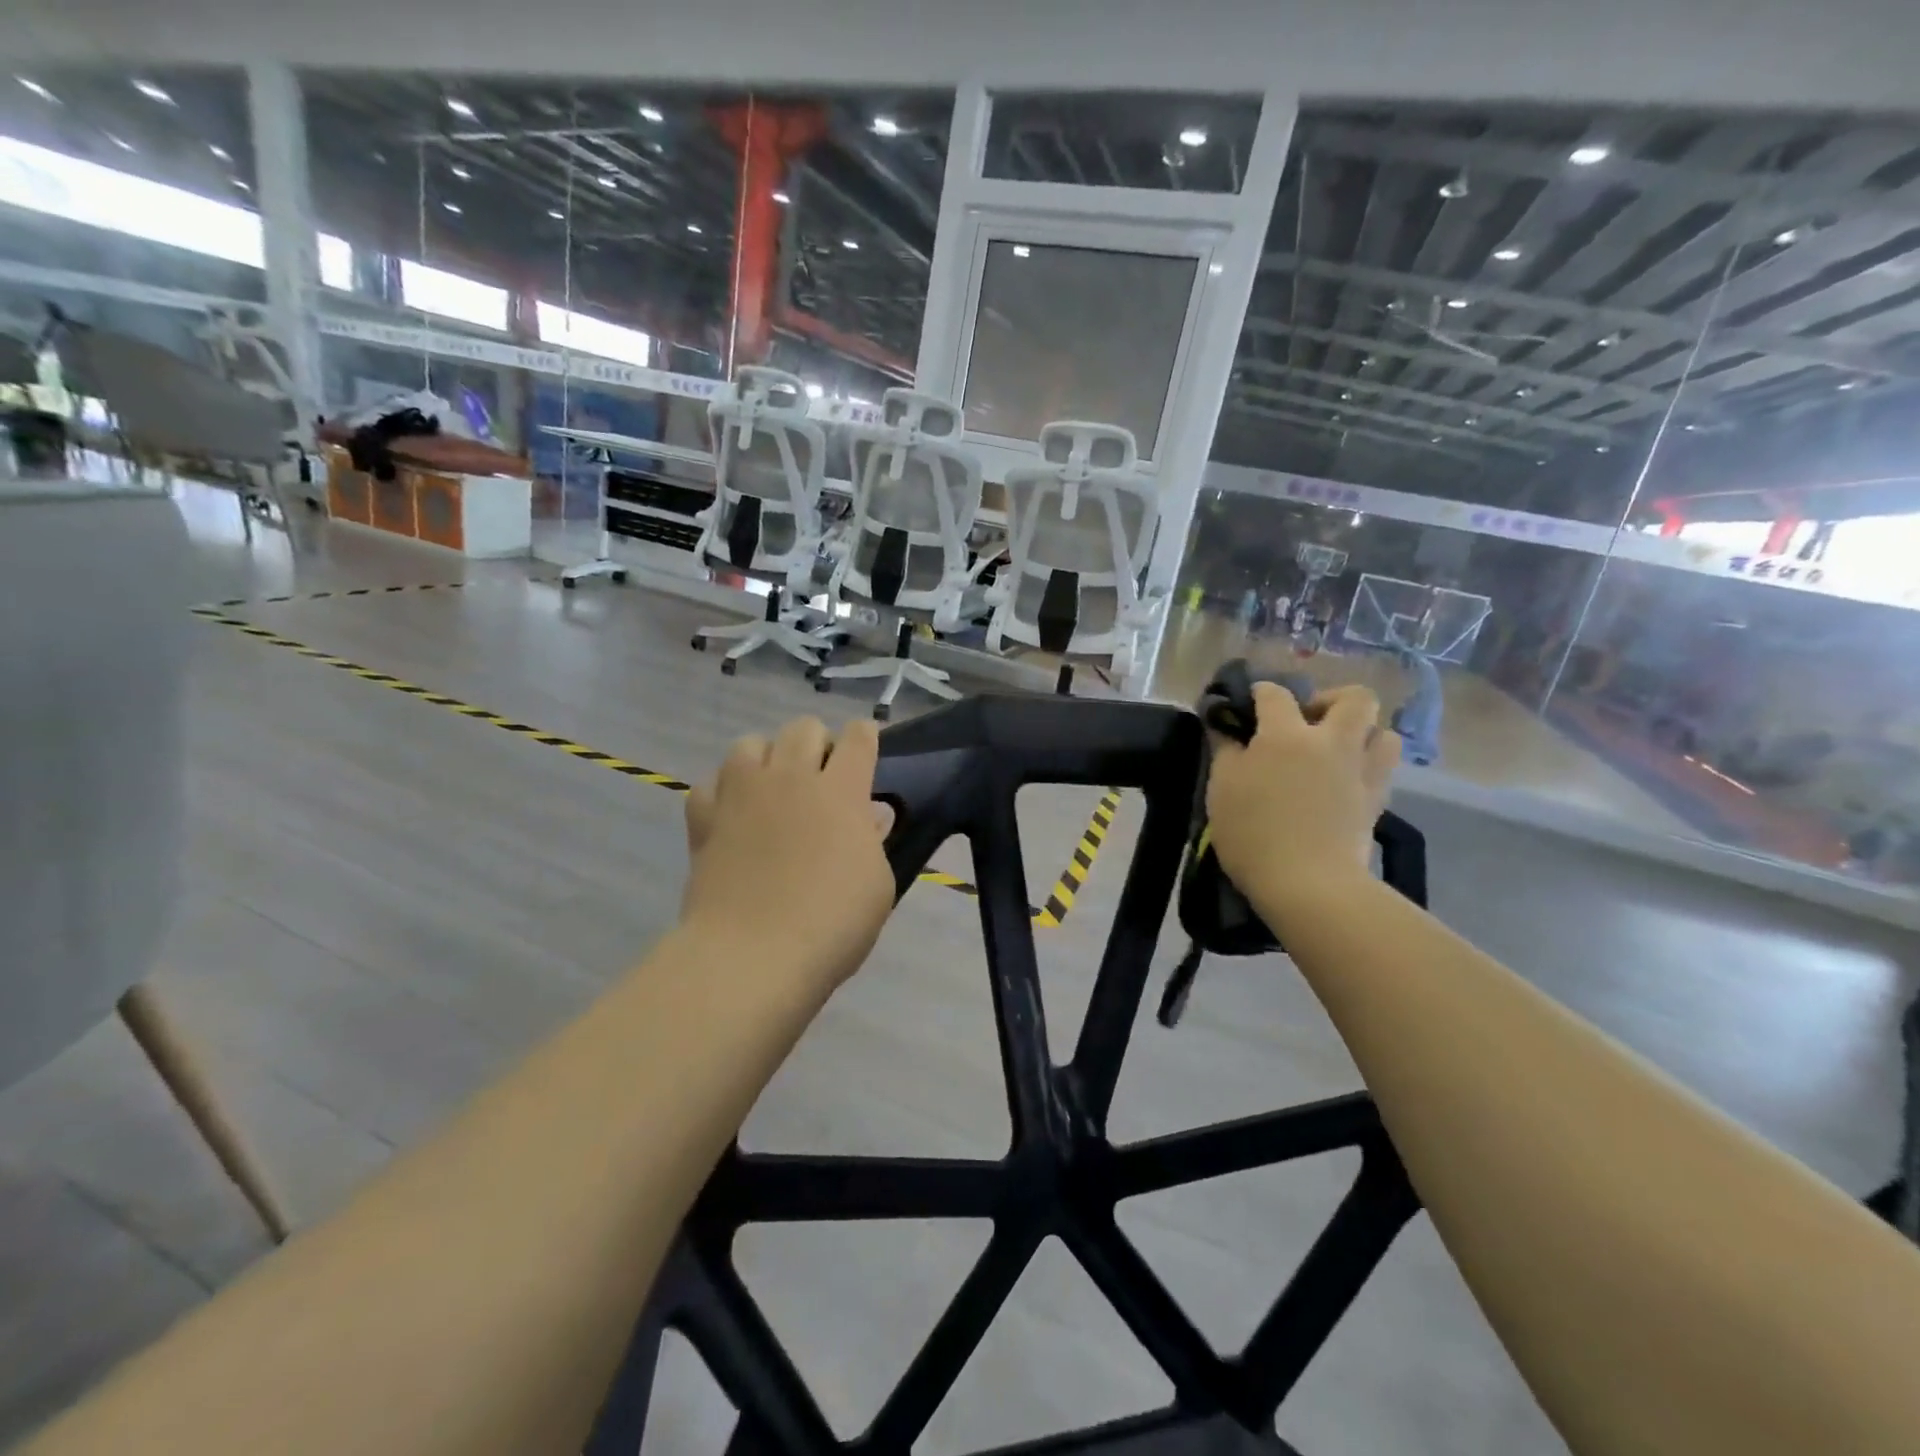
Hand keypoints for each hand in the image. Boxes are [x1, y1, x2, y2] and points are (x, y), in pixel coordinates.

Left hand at [681, 717, 896, 995]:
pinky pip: (710, 782)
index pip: (858, 738)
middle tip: (821, 777)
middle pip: (803, 728)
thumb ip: (873, 841)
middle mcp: (790, 779)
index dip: (866, 736)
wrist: (751, 957)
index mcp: (840, 792)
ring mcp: (741, 794)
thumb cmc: (830, 925)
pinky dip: (722, 791)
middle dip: (818, 742)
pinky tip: (732, 814)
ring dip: (767, 757)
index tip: (867, 747)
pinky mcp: (704, 818)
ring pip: (750, 743)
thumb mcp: (877, 887)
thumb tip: (868, 815)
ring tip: (772, 788)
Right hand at [1205, 683, 1398, 920]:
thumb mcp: (1221, 789)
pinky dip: (1366, 764)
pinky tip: (1343, 780)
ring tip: (1335, 750)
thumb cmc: (1253, 834)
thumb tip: (1225, 727)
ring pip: (1382, 731)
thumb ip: (1224, 751)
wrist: (1308, 884)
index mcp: (1286, 735)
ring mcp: (1360, 770)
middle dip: (1331, 699)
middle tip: (1306, 721)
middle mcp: (1330, 742)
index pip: (1275, 694)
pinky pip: (1383, 767)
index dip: (1259, 692)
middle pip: (1353, 698)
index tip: (1247, 703)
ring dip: (1361, 732)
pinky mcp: (1377, 800)